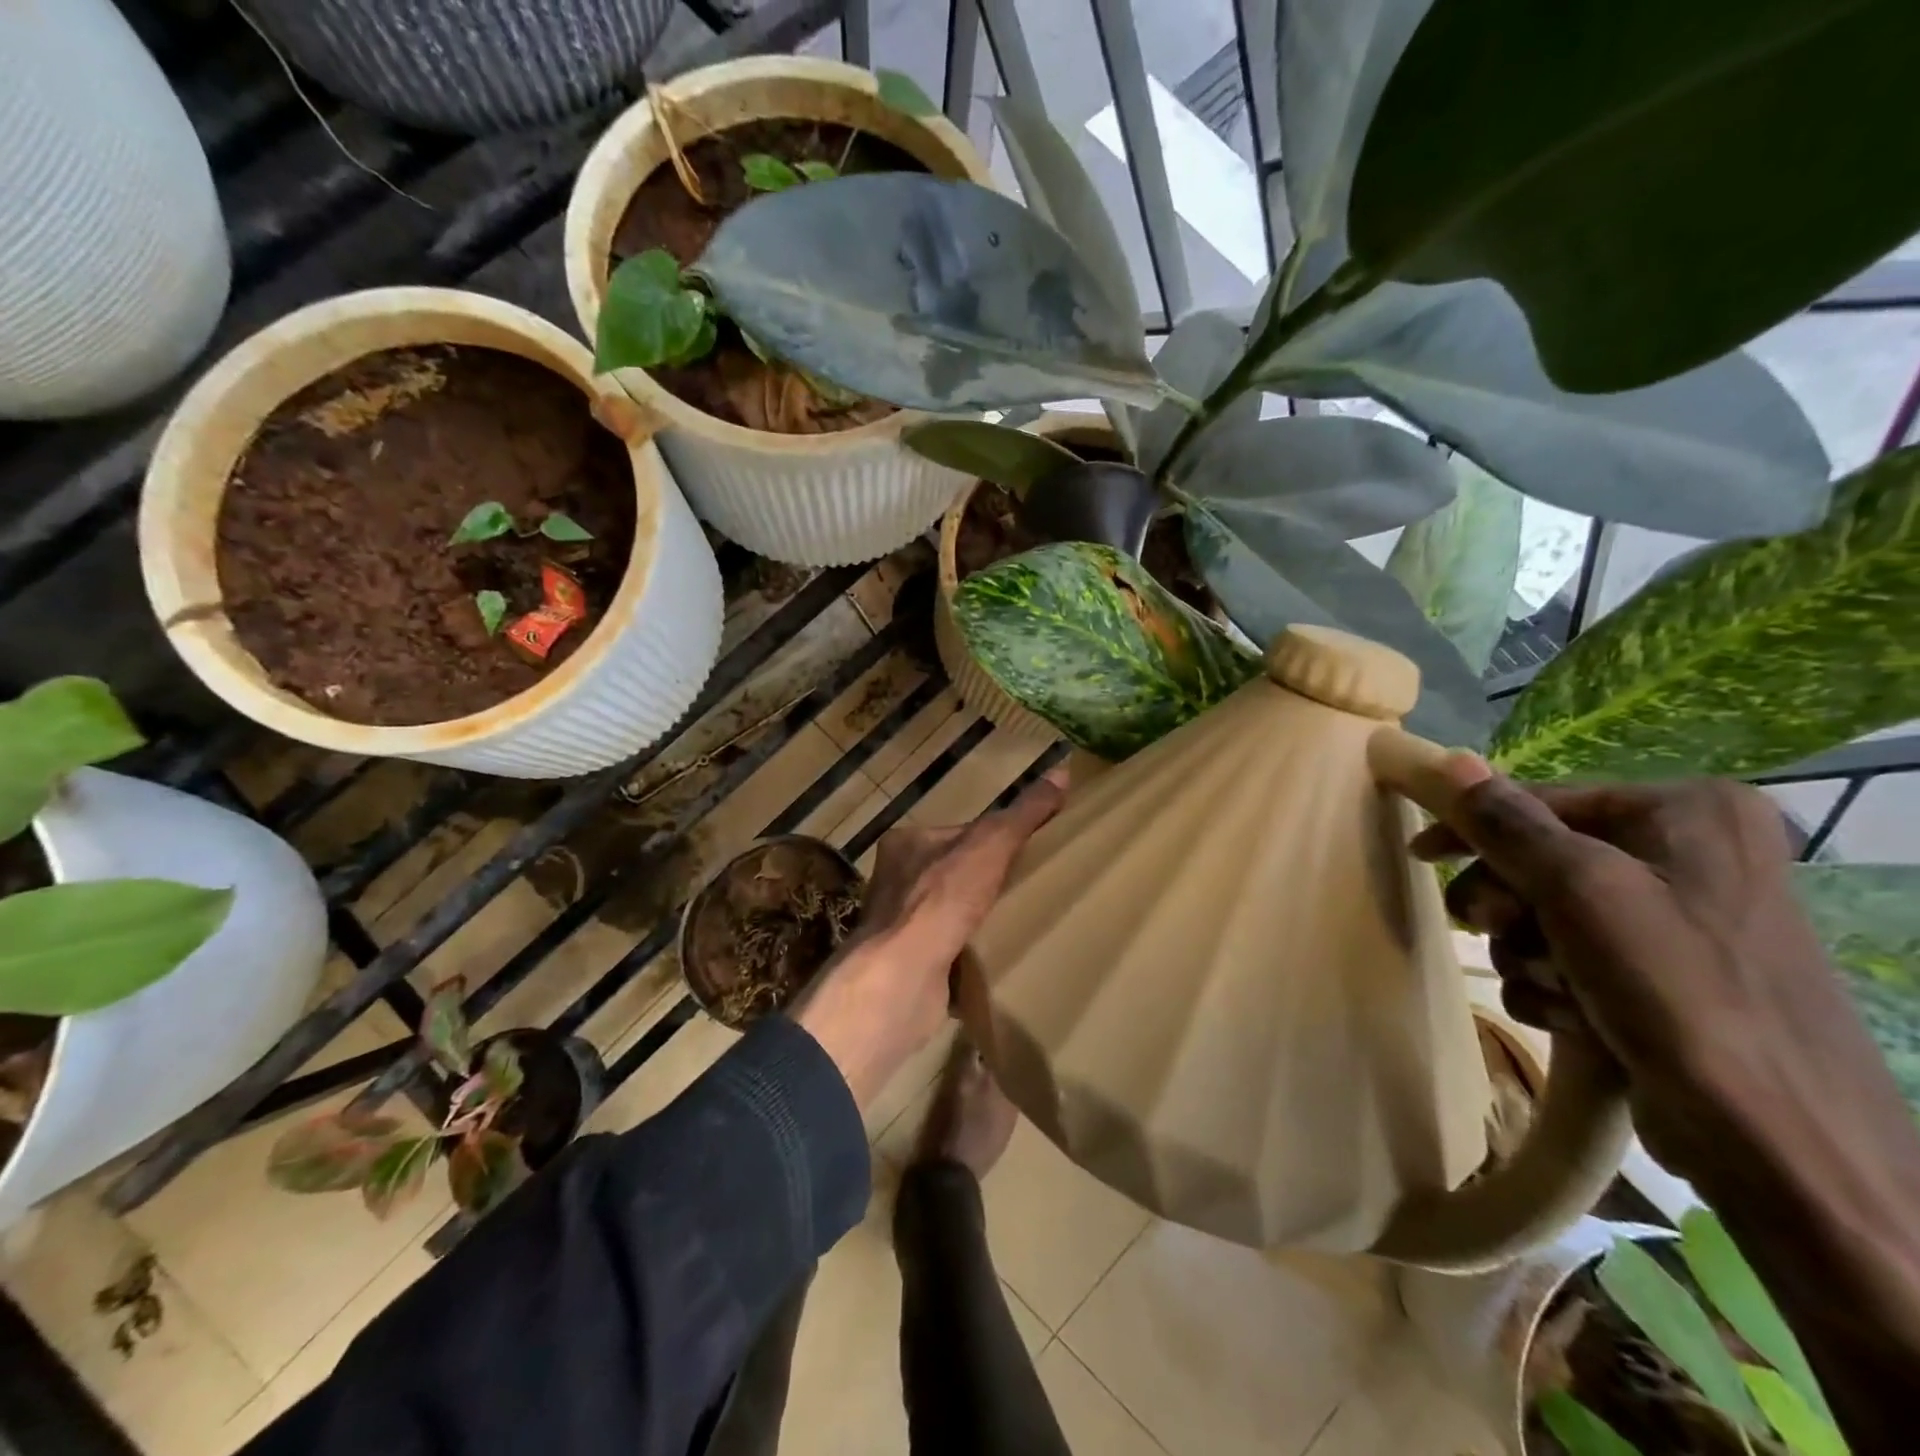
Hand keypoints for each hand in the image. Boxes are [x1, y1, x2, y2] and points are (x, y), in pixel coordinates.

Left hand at [793, 769, 1067, 1109]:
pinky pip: (948, 948)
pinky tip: (997, 954)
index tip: (1027, 851)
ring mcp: (898, 924)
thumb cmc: (942, 899)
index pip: (959, 832)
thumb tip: (1062, 771)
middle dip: (988, 881)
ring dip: (979, 918)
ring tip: (1019, 921)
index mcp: (906, 843)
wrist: (902, 976)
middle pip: (954, 872)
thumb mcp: (991, 845)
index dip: (994, 839)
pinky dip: (971, 951)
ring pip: (950, 912)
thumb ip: (1024, 813)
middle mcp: (894, 880)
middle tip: (1029, 887)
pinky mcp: (908, 962)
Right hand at [1407, 766, 1908, 1181]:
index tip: (1419, 855)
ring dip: (1528, 953)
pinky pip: (1570, 957)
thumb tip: (1446, 760)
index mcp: (1688, 814)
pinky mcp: (1662, 974)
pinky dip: (1555, 986)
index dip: (1471, 828)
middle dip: (1509, 906)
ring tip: (1556, 987)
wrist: (1778, 1145)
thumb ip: (1507, 823)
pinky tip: (1576, 1016)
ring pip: (1546, 913)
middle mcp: (1689, 854)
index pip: (1541, 801)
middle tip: (1487, 930)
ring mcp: (1677, 918)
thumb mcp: (1580, 891)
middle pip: (1539, 859)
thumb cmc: (1680, 993)